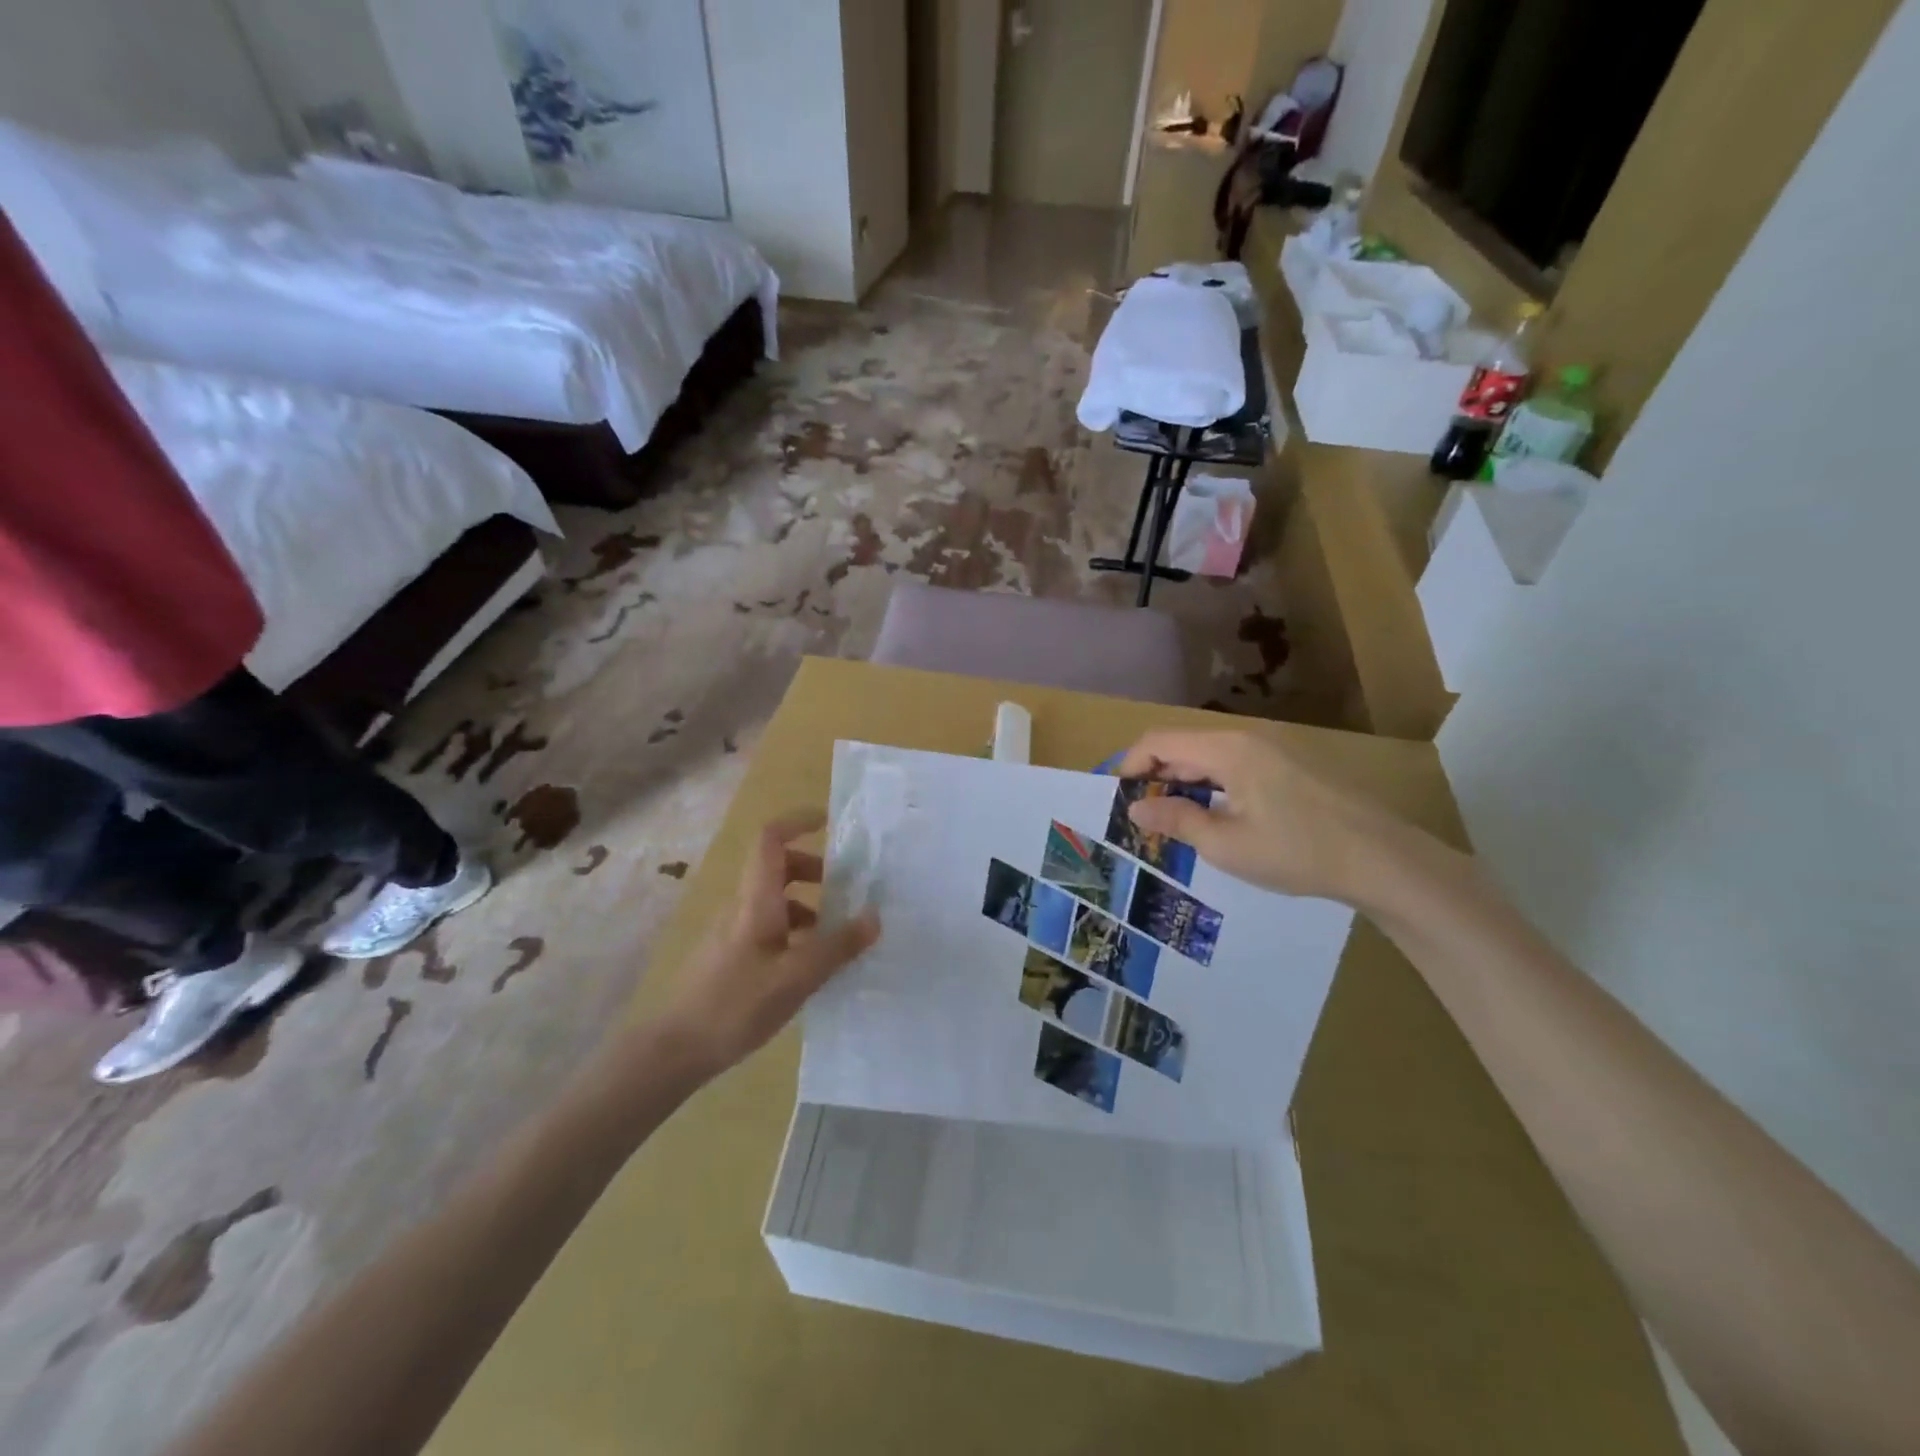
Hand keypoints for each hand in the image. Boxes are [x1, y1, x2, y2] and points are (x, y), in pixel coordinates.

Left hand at [660, 809, 880, 1075]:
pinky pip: (769, 926)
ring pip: (774, 899)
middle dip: (814, 869)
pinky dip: (795, 930)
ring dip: (808, 904)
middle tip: (846, 890)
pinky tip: (810, 965)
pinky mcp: (731, 956)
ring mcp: (733, 931)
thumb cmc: (736, 1005)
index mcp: (756, 900)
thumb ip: (837, 946)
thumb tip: (874, 916)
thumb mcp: (796, 977)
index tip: (830, 823)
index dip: (798, 822)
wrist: (674, 1049)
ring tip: (836, 935)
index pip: (771, 839)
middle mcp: (742, 906)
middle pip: (777, 867)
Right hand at [1115, 730, 1409, 903]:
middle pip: (1183, 745)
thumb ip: (1176, 820)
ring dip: (1184, 783)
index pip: (1159, 740)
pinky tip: (1214, 818)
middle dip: (1155, 776)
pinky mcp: (1290, 765)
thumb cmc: (1296, 851)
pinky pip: (1234, 765)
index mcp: (1227, 749)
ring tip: (1173, 822)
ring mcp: (1272, 749)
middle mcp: (1246, 738)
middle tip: (1142, 818)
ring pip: (1209, 756)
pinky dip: (1212, 785)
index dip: (1131, 765)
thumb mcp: (1225, 844)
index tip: (1118, 800)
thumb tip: (1136, 808)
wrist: (1381, 859)